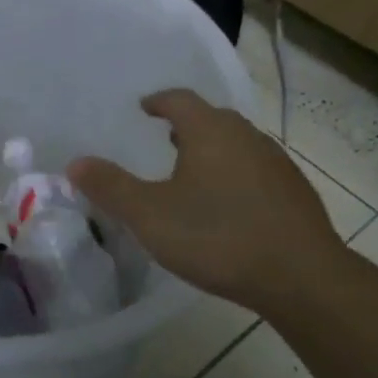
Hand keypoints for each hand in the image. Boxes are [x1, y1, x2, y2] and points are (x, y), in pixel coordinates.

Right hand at [68, 89, 348, 310]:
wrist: (302, 278)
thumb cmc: (217, 237)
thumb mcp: (150, 215)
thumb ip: (110, 187)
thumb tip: (75, 163)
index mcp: (210, 131)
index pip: (180, 99)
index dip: (159, 101)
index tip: (144, 108)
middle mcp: (247, 137)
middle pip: (213, 118)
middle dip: (187, 125)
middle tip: (166, 139)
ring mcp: (277, 164)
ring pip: (238, 144)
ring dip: (214, 150)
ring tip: (194, 173)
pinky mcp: (296, 193)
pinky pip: (257, 170)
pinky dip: (237, 175)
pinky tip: (230, 206)